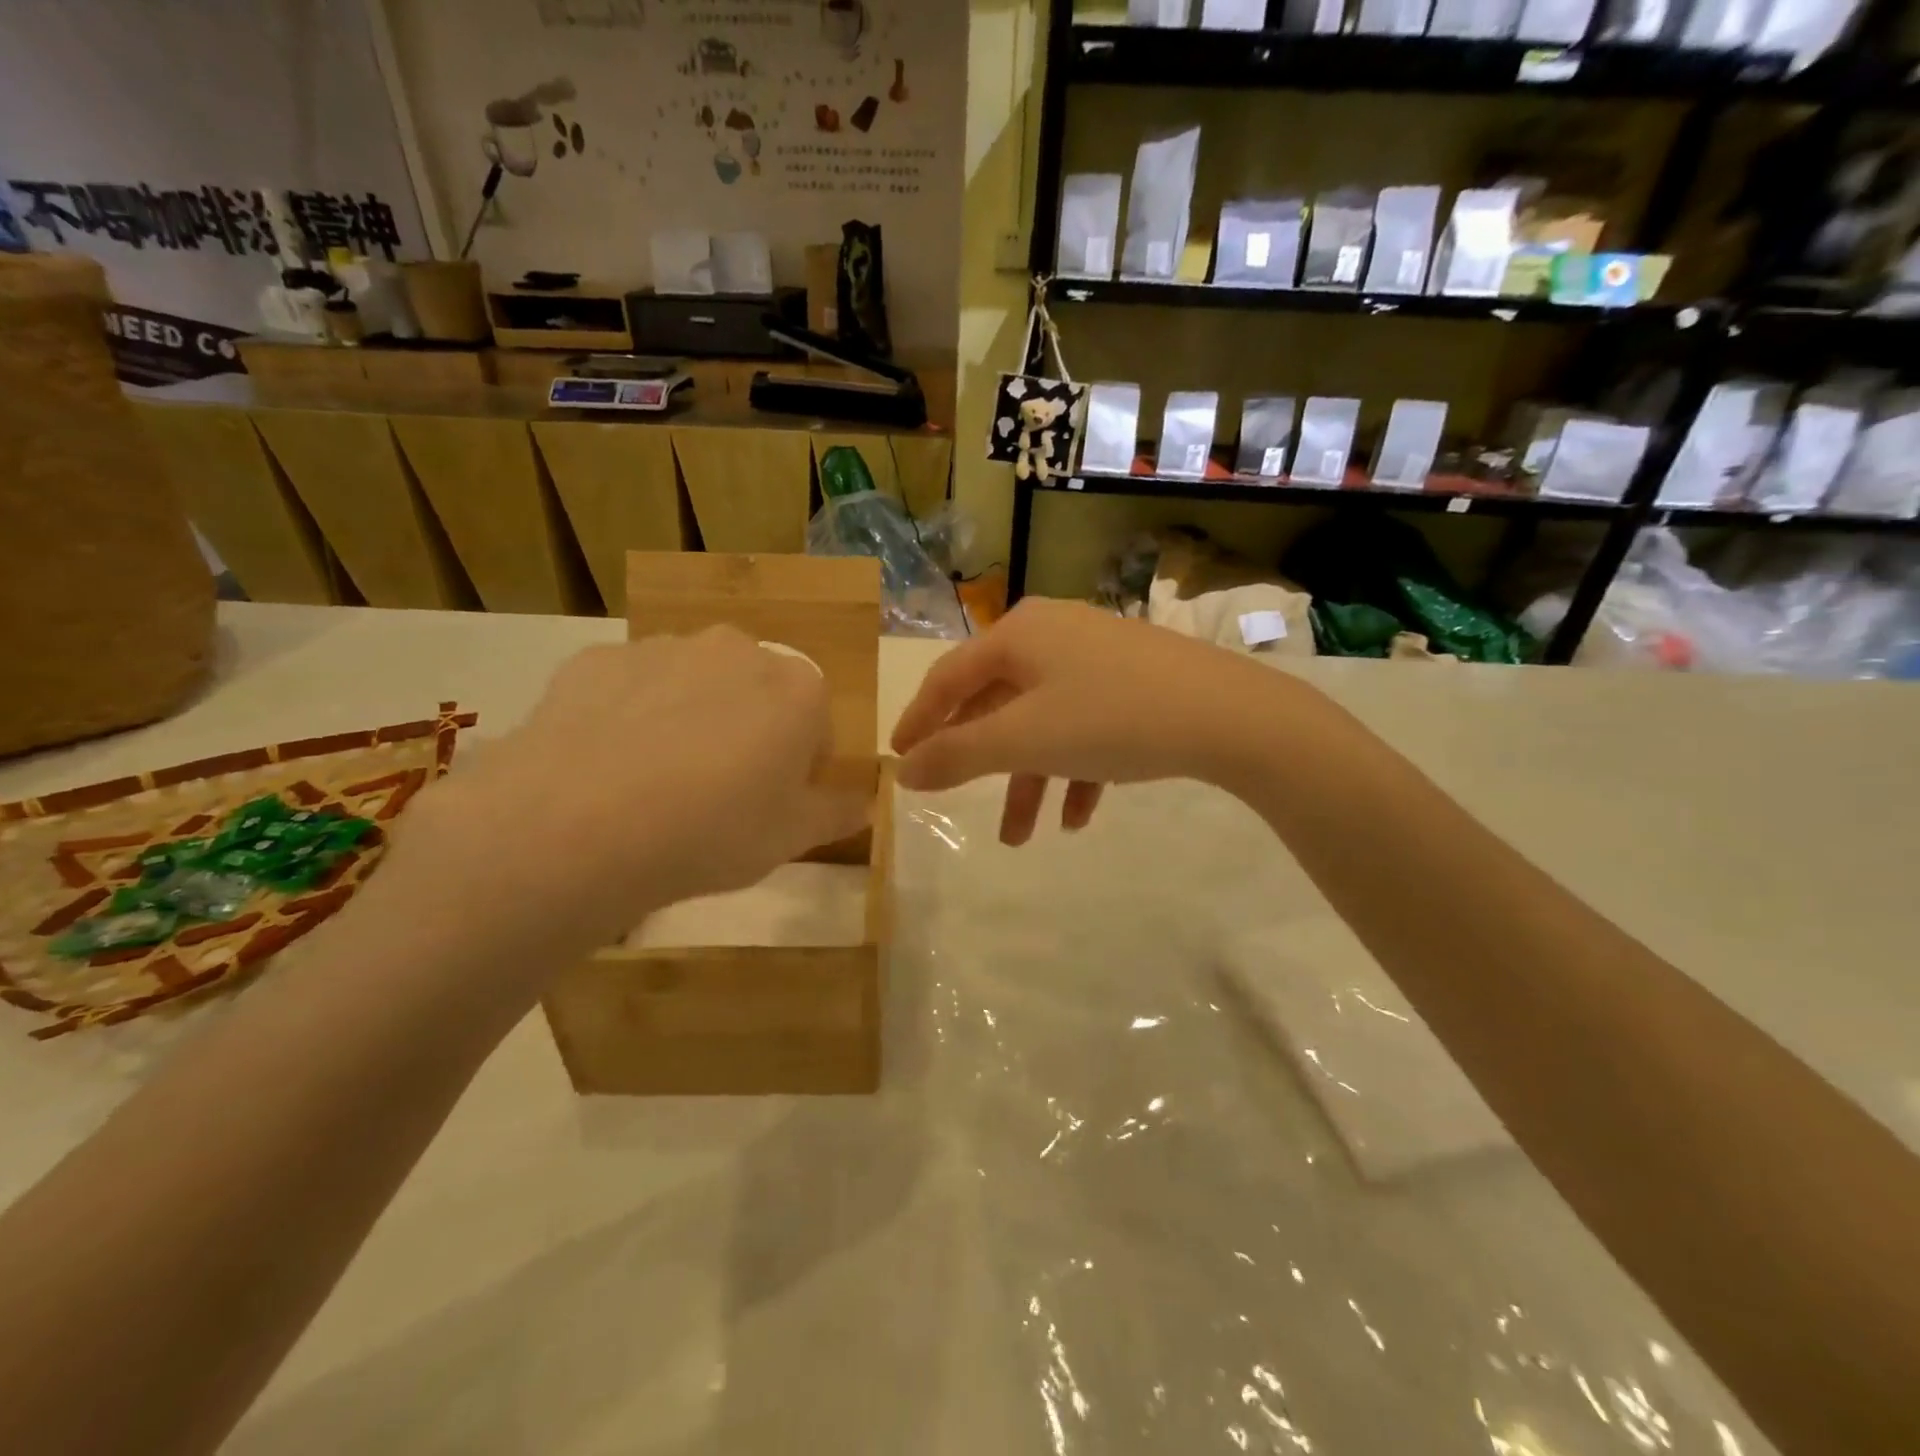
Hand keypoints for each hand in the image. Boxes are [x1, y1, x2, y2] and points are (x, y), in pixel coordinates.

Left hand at [389, 629, 868, 957]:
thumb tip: (863, 803)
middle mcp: (736, 650)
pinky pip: (631, 687)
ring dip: (690, 719)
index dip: (799, 765)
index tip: (773, 803)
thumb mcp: (793, 838)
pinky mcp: (597, 660)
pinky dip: (629, 715)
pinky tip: (608, 766)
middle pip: (756, 692)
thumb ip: (837, 812)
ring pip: (693, 684)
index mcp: (796, 689)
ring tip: (656, 783)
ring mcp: (662, 648)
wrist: (578, 825)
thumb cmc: (713, 831)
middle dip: (748, 731)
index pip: (816, 722)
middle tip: (718, 793)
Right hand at [891, 599, 1291, 843]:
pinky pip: (1086, 728)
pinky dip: (1074, 770)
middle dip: (979, 762)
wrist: (1229, 715)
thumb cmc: (1110, 718)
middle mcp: (1054, 635)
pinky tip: (1080, 817)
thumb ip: (957, 755)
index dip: (920, 720)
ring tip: (1022, 838)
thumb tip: (904, 771)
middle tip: (954, 798)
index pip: (949, 677)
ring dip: (1029, 779)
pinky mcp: (1133, 683)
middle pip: (996, 702)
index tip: (899, 759)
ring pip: (1043, 723)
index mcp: (1019, 635)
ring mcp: (1097, 658)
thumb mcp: (1024, 740)